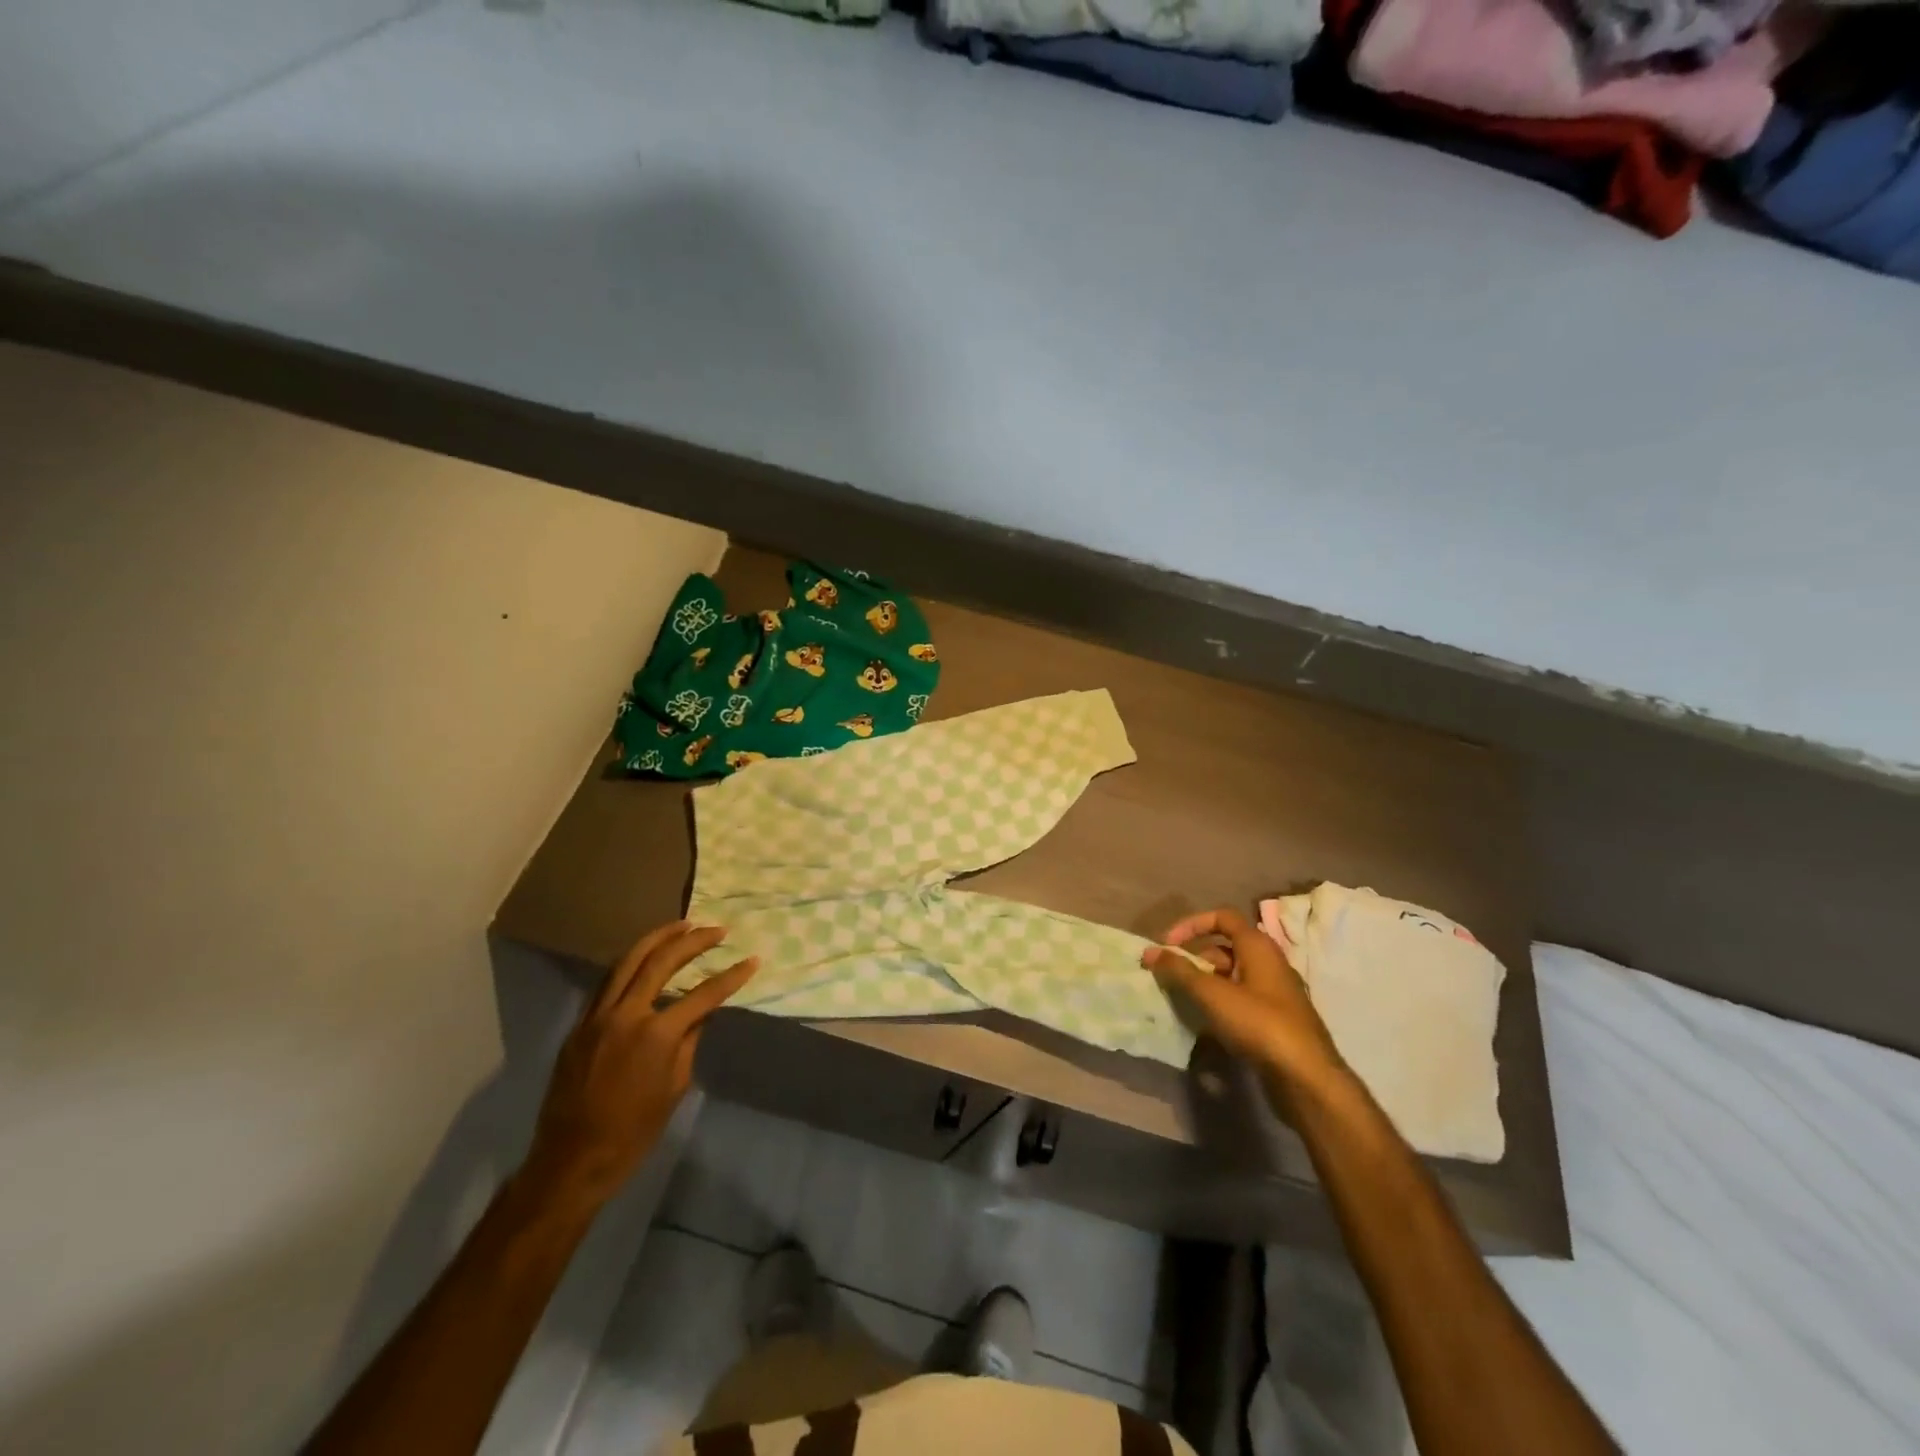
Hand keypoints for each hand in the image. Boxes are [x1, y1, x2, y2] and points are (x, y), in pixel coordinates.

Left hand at [526, 920, 757, 1203]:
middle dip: (693, 940)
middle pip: (661, 961)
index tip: (752, 960)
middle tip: (717, 929)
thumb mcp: (675, 1087)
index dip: (731, 976)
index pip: (703, 994)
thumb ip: (689, 1041)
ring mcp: (597, 1017)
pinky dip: (630, 964)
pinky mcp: (579, 1025)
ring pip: (627, 962)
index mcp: (656, 1035)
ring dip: (657, 939)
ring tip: (682, 925)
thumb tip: (702, 1012)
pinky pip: (608, 982)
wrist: (572, 1161)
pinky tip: (645, 959)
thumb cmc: (634, 1132)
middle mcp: (625, 1015)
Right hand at [1142, 907, 1345, 1095]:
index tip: (1168, 944)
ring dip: (1205, 983)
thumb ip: (1180, 971)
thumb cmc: (1259, 1024)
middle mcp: (1269, 963)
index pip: (1222, 917)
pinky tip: (1206, 1024)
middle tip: (1171, 977)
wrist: (1307, 1078)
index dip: (1192, 924)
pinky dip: (1220, 1004)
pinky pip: (1241, 1000)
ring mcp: (1275, 993)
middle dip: (1195, 958)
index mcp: (1258, 946)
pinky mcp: (1276, 1020)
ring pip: (1232, 977)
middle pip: (1225, 948)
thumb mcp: (1213, 995)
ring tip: (1183, 1001)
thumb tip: (1150, 951)